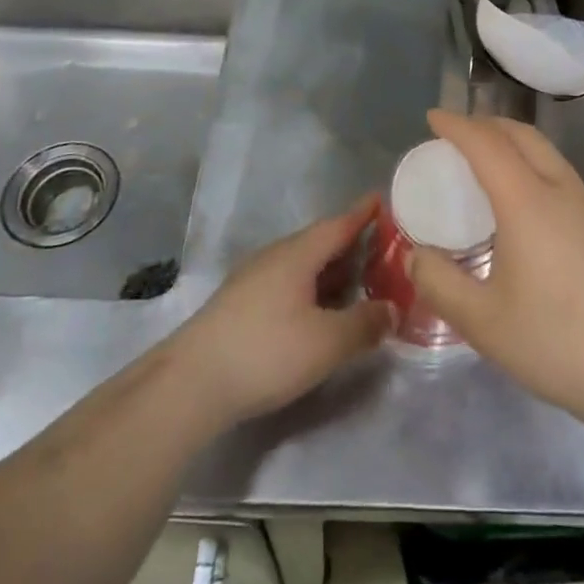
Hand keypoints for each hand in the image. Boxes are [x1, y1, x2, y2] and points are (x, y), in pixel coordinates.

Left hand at [169, 197, 391, 430]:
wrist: (191, 383)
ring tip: (357, 282)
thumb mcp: (327, 342)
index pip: (338, 225)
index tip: (381, 200)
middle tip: (381, 250)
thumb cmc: (267, 351)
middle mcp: (275, 257)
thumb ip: (365, 323)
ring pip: (302, 265)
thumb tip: (392, 308)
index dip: (362, 214)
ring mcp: (253, 279)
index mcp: (298, 254)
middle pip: (319, 243)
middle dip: (350, 245)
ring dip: (330, 271)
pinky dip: (311, 289)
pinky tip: (318, 311)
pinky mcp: (240, 304)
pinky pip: (287, 284)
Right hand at [406, 110, 583, 420]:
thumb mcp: (483, 322)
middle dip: (485, 124)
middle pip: (521, 134)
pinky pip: (556, 169)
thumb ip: (440, 284)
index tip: (433, 117)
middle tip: (454, 134)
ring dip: (510, 139)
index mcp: (526, 201)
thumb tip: (414, 254)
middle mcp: (558, 189)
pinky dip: (528, 159)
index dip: (457, 125)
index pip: (486, 144)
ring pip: (544, 150)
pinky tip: (520, 195)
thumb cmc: (557, 341)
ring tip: (483, 158)